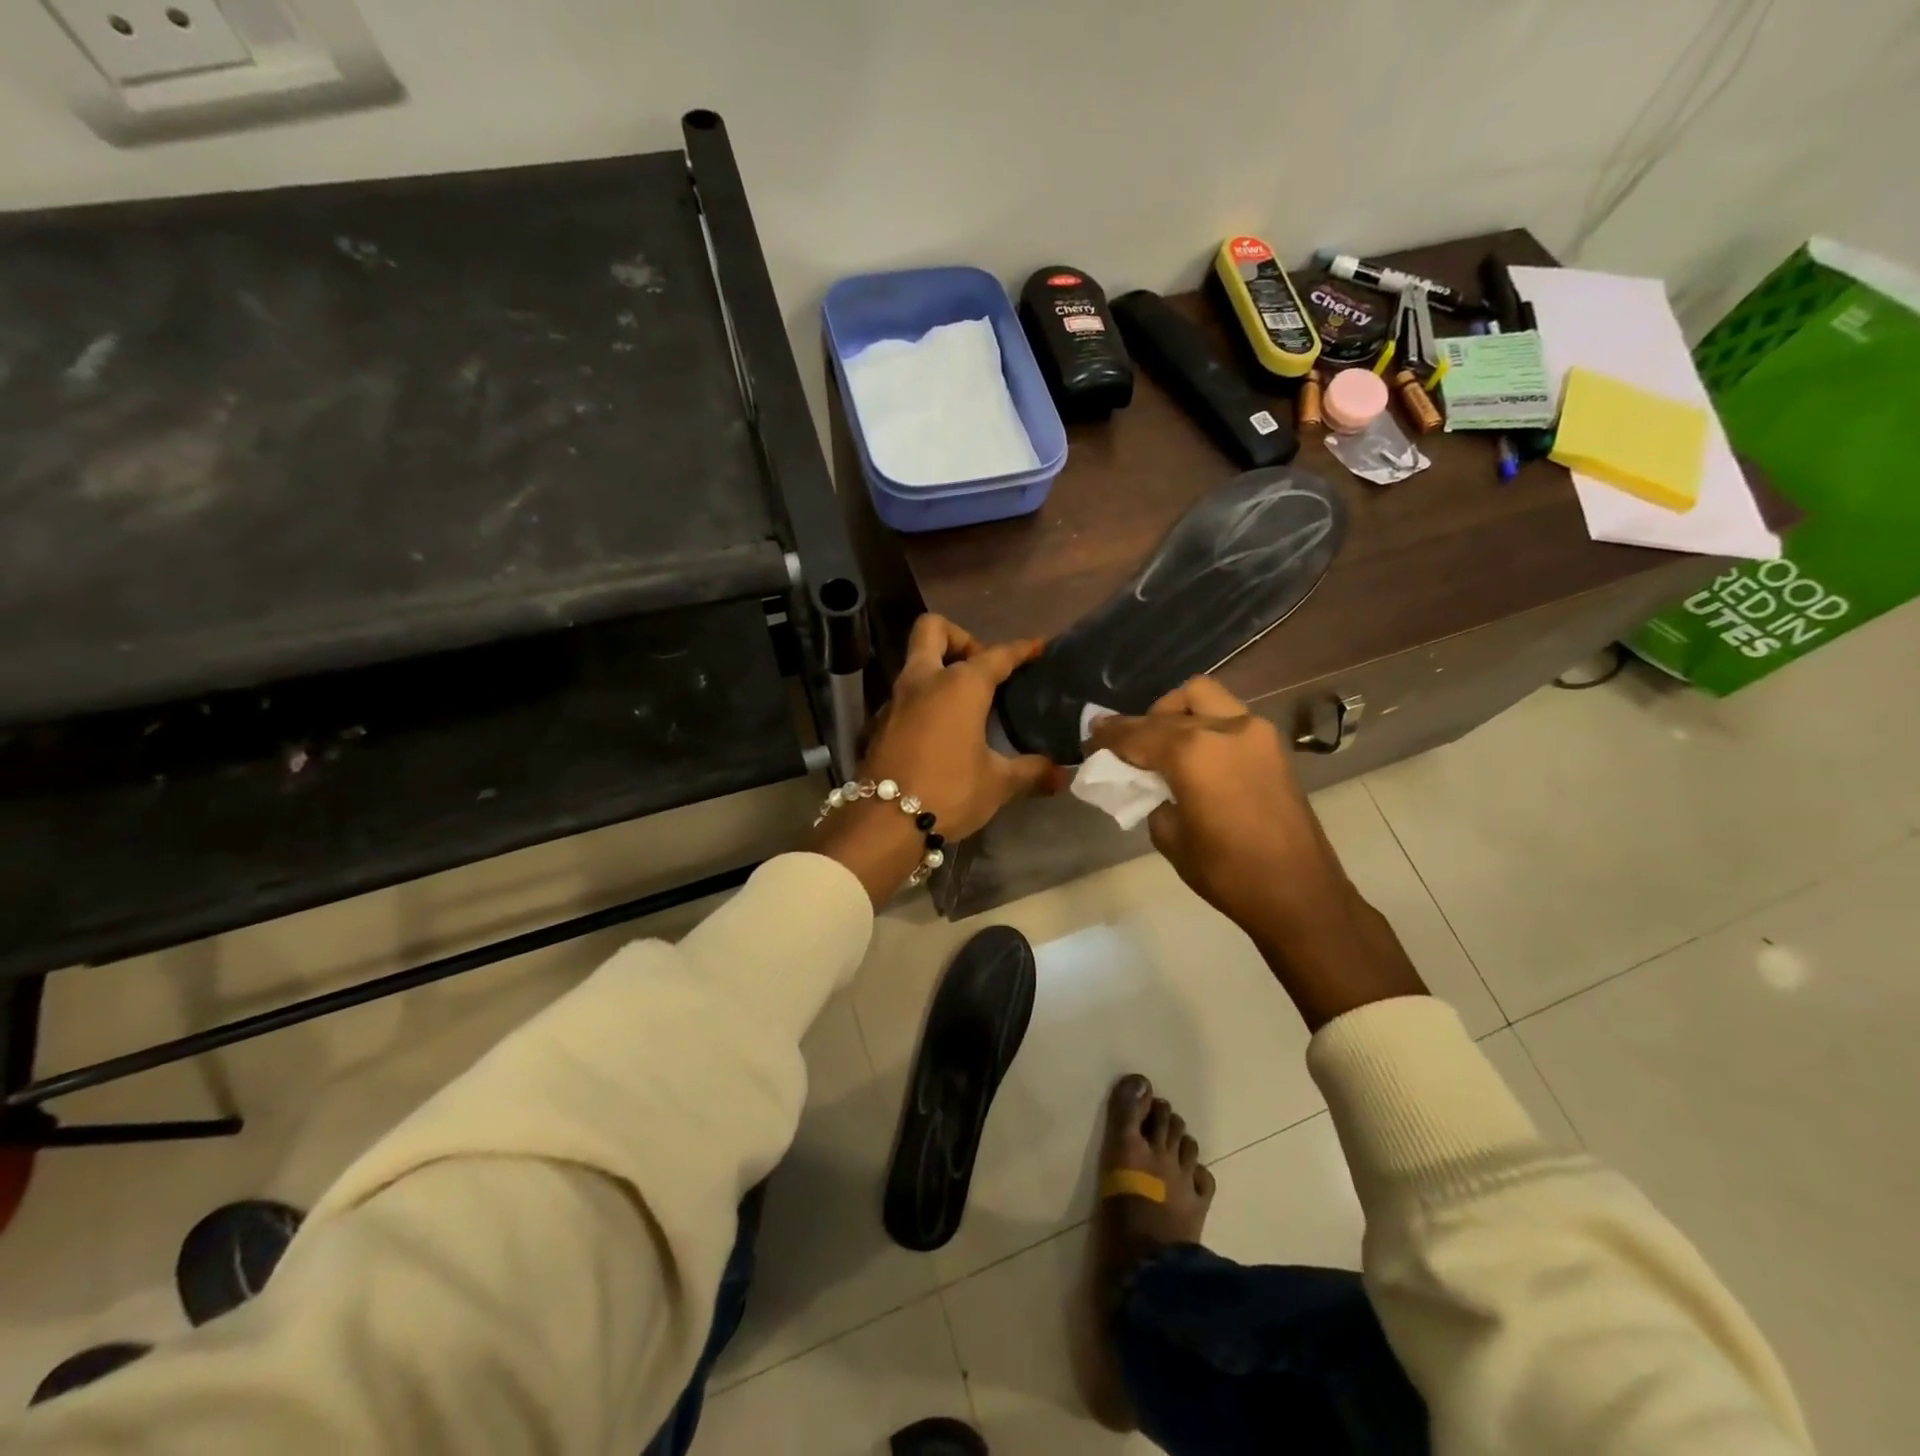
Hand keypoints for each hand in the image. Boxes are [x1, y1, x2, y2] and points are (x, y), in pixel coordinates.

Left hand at [815, 615, 1066, 904]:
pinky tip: (943, 729)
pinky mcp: (881, 723)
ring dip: (940, 669)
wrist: (884, 823)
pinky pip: (907, 694)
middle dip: (961, 638)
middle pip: (934, 630)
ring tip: (968, 702)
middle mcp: (924, 680)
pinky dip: (926, 699)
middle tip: (982, 668)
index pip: (996, 655)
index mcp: (959, 685)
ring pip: (916, 662)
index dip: (1021, 649)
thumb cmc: (949, 792)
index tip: (1038, 647)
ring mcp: (896, 700)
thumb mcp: (998, 783)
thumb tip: (1062, 774)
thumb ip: (1031, 771)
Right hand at [1088, 677, 1425, 1028]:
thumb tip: (1151, 782)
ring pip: (1204, 697)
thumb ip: (1153, 796)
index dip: (1110, 735)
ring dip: (1176, 712)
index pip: (1139, 734)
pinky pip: (1227, 716)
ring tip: (1162, 741)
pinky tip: (1192, 752)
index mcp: (1194, 753)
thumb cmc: (1227, 872)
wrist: (1299, 893)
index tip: (1092, 734)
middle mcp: (1225, 729)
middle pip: (1170, 710)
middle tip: (1122, 743)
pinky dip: (1203, 723)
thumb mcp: (1170, 836)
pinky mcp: (1272, 745)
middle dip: (1141, 723)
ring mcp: (1255, 732)